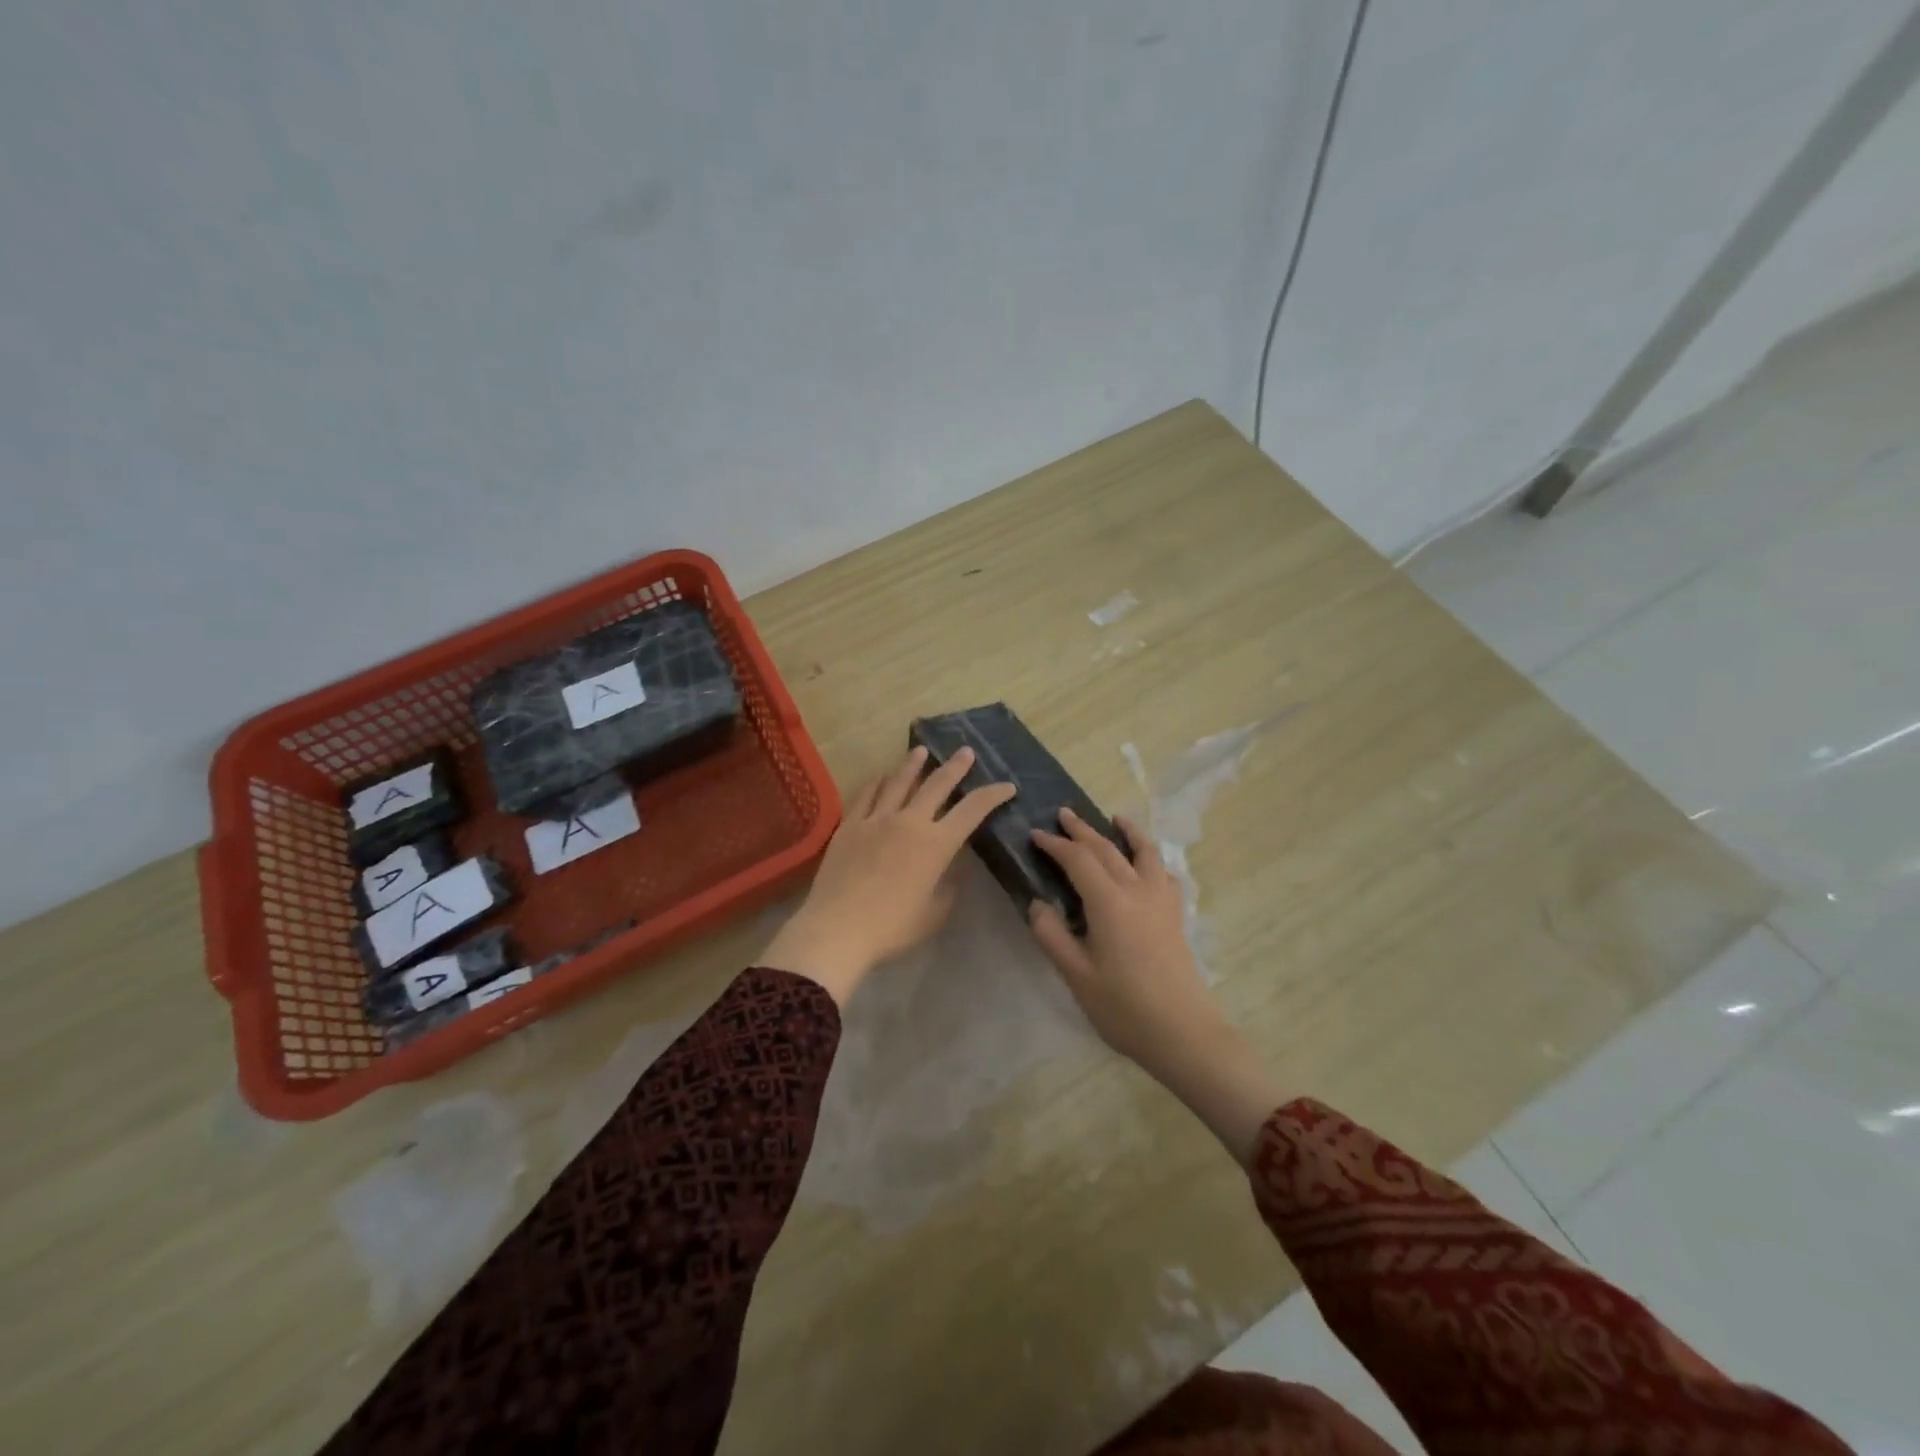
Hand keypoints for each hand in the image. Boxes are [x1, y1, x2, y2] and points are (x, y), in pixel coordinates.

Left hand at [759, 745, 1015, 1003]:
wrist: (838, 928)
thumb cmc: (892, 927)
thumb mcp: (934, 912)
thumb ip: (948, 885)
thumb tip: (953, 866)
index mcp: (936, 844)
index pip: (972, 810)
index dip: (993, 795)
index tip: (1007, 786)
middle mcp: (909, 822)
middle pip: (937, 785)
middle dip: (955, 767)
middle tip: (966, 751)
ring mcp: (876, 819)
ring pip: (899, 782)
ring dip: (913, 764)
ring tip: (922, 750)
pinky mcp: (850, 825)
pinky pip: (866, 795)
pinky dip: (878, 782)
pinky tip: (881, 777)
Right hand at [1026, 810, 1225, 1071]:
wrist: (1182, 1032)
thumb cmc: (1123, 1007)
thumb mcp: (1076, 974)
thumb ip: (1052, 934)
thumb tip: (1038, 903)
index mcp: (1109, 902)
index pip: (1078, 860)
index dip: (1055, 844)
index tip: (1036, 834)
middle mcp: (1137, 890)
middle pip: (1107, 849)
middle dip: (1083, 830)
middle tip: (1064, 814)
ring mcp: (1161, 900)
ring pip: (1144, 853)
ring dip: (1127, 832)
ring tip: (1115, 818)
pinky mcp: (1176, 915)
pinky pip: (1164, 873)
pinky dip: (1152, 859)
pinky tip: (1147, 864)